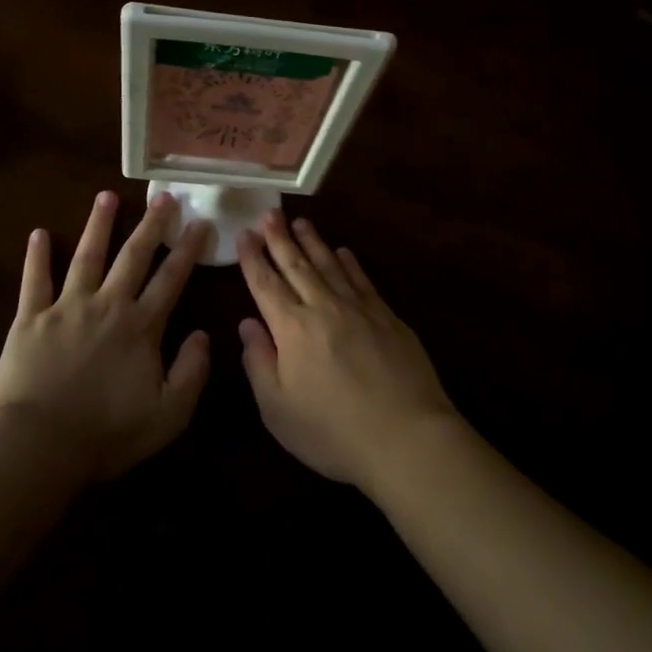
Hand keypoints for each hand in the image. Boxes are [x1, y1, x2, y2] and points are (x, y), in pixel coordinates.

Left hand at [0, 190, 210, 483]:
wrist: (40, 444)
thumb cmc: (107, 434)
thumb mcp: (168, 414)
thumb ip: (191, 372)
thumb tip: (203, 334)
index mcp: (141, 327)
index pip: (171, 279)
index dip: (188, 250)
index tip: (200, 223)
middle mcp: (107, 305)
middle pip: (133, 257)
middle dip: (151, 225)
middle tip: (163, 197)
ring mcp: (67, 307)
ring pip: (87, 256)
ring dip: (98, 225)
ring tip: (106, 196)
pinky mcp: (31, 318)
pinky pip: (35, 280)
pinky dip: (37, 256)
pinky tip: (38, 233)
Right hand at [237, 211, 458, 490]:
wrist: (407, 438)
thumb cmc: (333, 432)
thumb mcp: (278, 409)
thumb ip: (258, 362)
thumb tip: (247, 324)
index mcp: (292, 329)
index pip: (265, 284)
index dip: (252, 258)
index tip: (244, 233)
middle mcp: (323, 308)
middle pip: (296, 265)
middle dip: (279, 238)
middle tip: (269, 213)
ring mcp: (359, 309)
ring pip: (330, 265)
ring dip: (313, 242)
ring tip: (301, 222)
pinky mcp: (388, 317)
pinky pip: (363, 280)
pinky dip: (350, 263)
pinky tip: (343, 252)